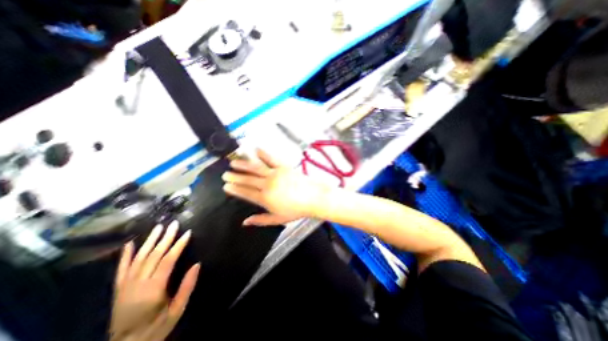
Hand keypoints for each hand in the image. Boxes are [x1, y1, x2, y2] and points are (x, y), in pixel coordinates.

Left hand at [110, 222, 200, 340]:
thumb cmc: (156, 328)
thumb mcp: (177, 310)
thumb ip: (187, 287)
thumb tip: (197, 264)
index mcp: (153, 290)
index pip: (168, 261)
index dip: (178, 245)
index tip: (188, 233)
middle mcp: (137, 284)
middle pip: (153, 255)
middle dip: (165, 238)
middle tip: (174, 224)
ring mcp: (125, 286)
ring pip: (139, 258)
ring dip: (150, 241)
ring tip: (159, 227)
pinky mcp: (118, 289)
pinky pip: (121, 269)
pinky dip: (125, 255)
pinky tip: (130, 243)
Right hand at [221, 147, 330, 224]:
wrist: (313, 197)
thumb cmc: (296, 210)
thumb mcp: (277, 219)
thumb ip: (260, 220)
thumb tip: (245, 222)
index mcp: (265, 199)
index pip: (245, 193)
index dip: (235, 189)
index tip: (225, 186)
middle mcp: (267, 185)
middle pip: (247, 180)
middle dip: (235, 177)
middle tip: (225, 174)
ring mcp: (275, 174)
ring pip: (255, 168)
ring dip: (243, 164)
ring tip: (233, 162)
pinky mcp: (283, 166)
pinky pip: (271, 159)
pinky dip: (262, 153)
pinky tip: (255, 150)